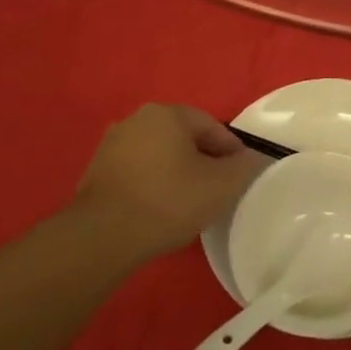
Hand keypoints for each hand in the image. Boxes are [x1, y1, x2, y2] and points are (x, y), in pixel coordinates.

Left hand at [74, 104, 265, 266]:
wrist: (102, 236)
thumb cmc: (168, 201)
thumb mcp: (221, 186)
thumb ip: (245, 167)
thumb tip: (254, 158)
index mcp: (167, 113)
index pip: (212, 126)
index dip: (231, 152)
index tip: (239, 178)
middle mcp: (136, 119)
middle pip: (184, 138)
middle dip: (203, 161)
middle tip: (216, 191)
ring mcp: (112, 144)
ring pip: (159, 154)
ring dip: (176, 172)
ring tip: (188, 204)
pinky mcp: (96, 170)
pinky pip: (138, 171)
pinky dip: (153, 184)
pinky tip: (159, 210)